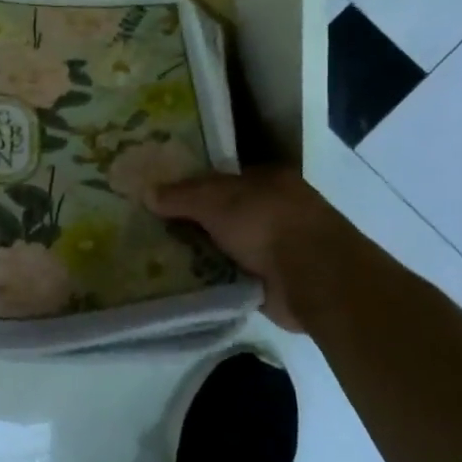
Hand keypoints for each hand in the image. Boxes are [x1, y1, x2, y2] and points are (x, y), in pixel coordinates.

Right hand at [150, 168, 347, 333]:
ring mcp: (275, 248)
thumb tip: (147, 193)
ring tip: (155, 257)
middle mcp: (273, 210)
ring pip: (224, 246)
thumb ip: (180, 196)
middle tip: (148, 228)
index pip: (221, 179)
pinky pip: (230, 276)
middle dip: (190, 222)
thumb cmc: (266, 222)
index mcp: (267, 180)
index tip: (158, 197)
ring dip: (198, 253)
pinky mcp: (271, 282)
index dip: (189, 187)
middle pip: (221, 214)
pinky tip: (180, 282)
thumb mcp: (214, 200)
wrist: (314, 277)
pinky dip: (210, 279)